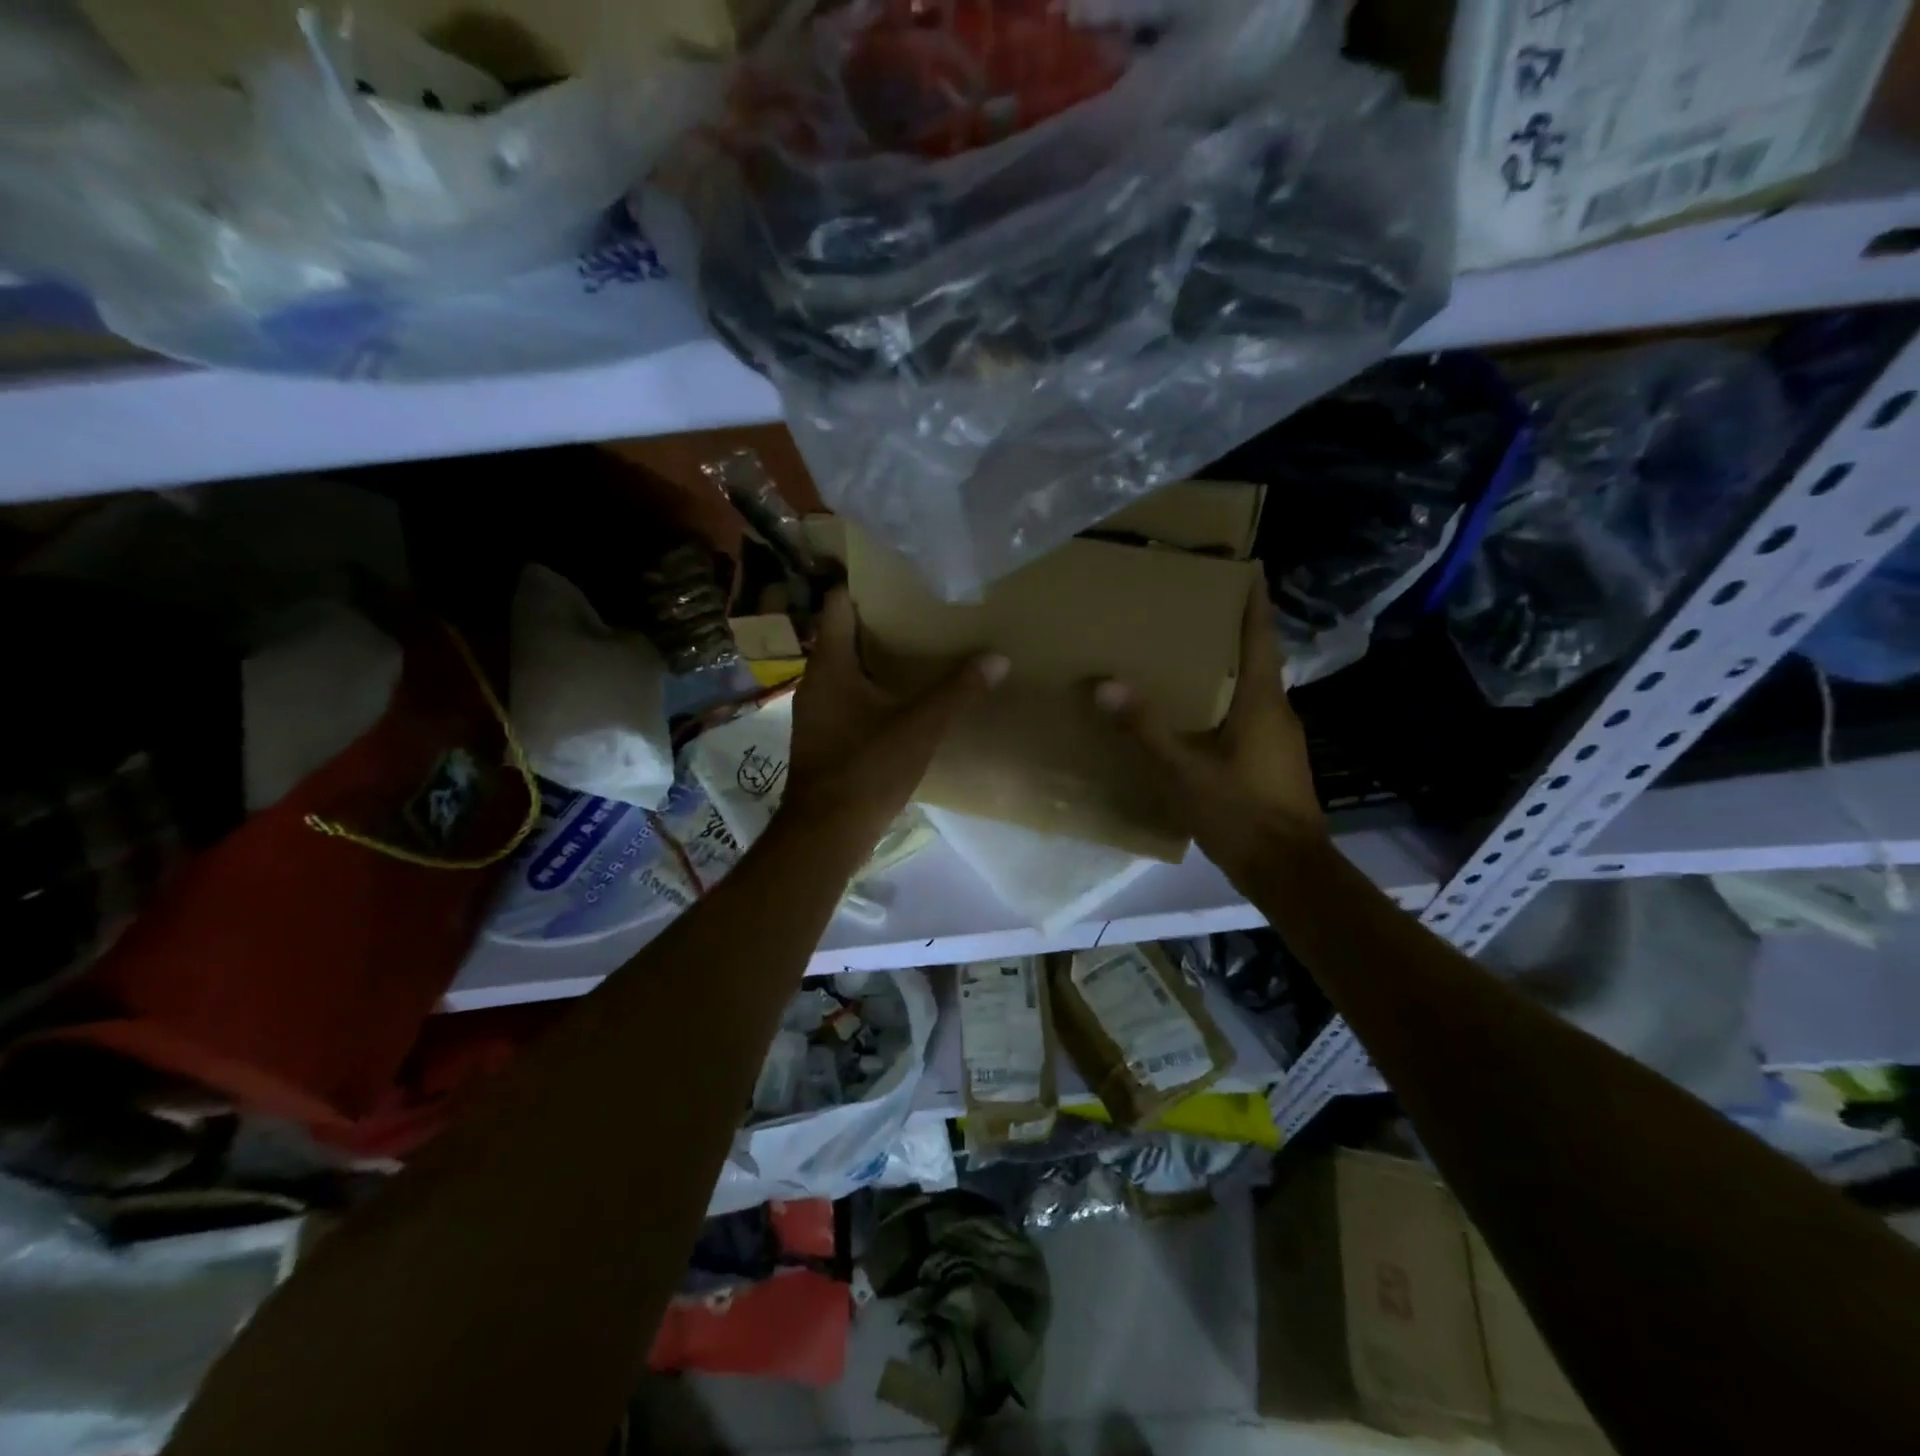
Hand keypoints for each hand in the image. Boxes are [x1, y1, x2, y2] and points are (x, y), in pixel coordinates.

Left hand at [781, 587, 1007, 845]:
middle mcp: (815, 680)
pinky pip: (846, 695)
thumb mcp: (919, 728)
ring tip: (918, 647)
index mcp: (830, 665)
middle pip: (843, 634)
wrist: (826, 832)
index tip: (897, 575)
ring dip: (875, 657)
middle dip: (879, 621)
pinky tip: (900, 696)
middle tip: (921, 609)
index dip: (863, 584)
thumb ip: (957, 691)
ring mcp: (815, 710)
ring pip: (845, 668)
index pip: (838, 604)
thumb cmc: (866, 769)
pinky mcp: (823, 735)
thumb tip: (997, 658)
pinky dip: (870, 687)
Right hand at [1093, 587, 1324, 883]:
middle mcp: (1277, 711)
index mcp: (1262, 701)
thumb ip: (1145, 728)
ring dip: (1224, 667)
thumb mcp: (1183, 771)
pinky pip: (1247, 715)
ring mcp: (1279, 738)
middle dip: (1229, 630)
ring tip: (1183, 654)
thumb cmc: (1240, 812)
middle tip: (1191, 609)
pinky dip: (1223, 700)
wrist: (1287, 870)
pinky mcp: (1273, 761)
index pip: (1260, 637)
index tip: (1248, 567)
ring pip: (1250, 688)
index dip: (1255, 601)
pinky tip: (1193, 712)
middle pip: (1254, 658)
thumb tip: (1105, 685)